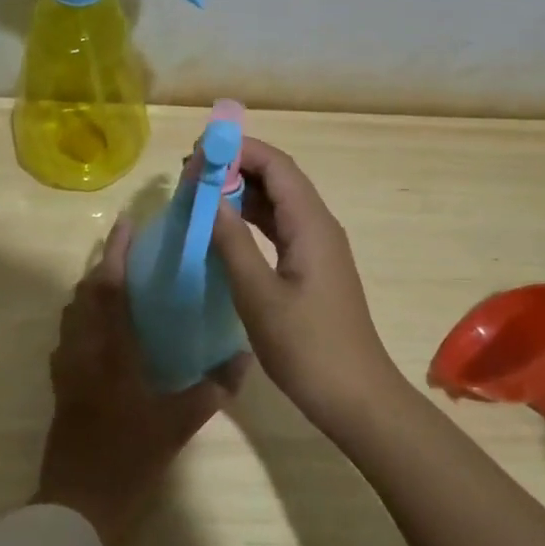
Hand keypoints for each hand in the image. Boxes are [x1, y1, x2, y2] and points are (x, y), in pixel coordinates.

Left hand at [34, 217, 249, 545]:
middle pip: (84, 294)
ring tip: (121, 285)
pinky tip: (108, 332)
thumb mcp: (177, 425)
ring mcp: (66, 368)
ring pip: (73, 314)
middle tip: (130, 252)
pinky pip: (70, 336)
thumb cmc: (127, 459)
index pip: (108, 288)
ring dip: (92, 291)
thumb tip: (243, 359)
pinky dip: (85, 318)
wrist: (77, 503)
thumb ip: (211, 390)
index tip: (126, 223)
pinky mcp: (61, 386)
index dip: (115, 252)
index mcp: (108, 352)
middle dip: (103, 266)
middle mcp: (81, 350)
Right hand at [209, 137, 405, 428]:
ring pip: (278, 204)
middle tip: (189, 175)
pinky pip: (280, 229)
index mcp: (310, 224)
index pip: (276, 165)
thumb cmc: (306, 346)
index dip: (238, 150)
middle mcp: (318, 226)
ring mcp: (318, 248)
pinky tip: (224, 231)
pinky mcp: (313, 269)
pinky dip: (251, 222)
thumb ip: (232, 242)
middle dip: (235, 168)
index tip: (197, 154)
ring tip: (198, 196)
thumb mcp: (258, 294)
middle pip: (278, 179)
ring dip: (241, 195)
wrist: (354, 395)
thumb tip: (209, 196)